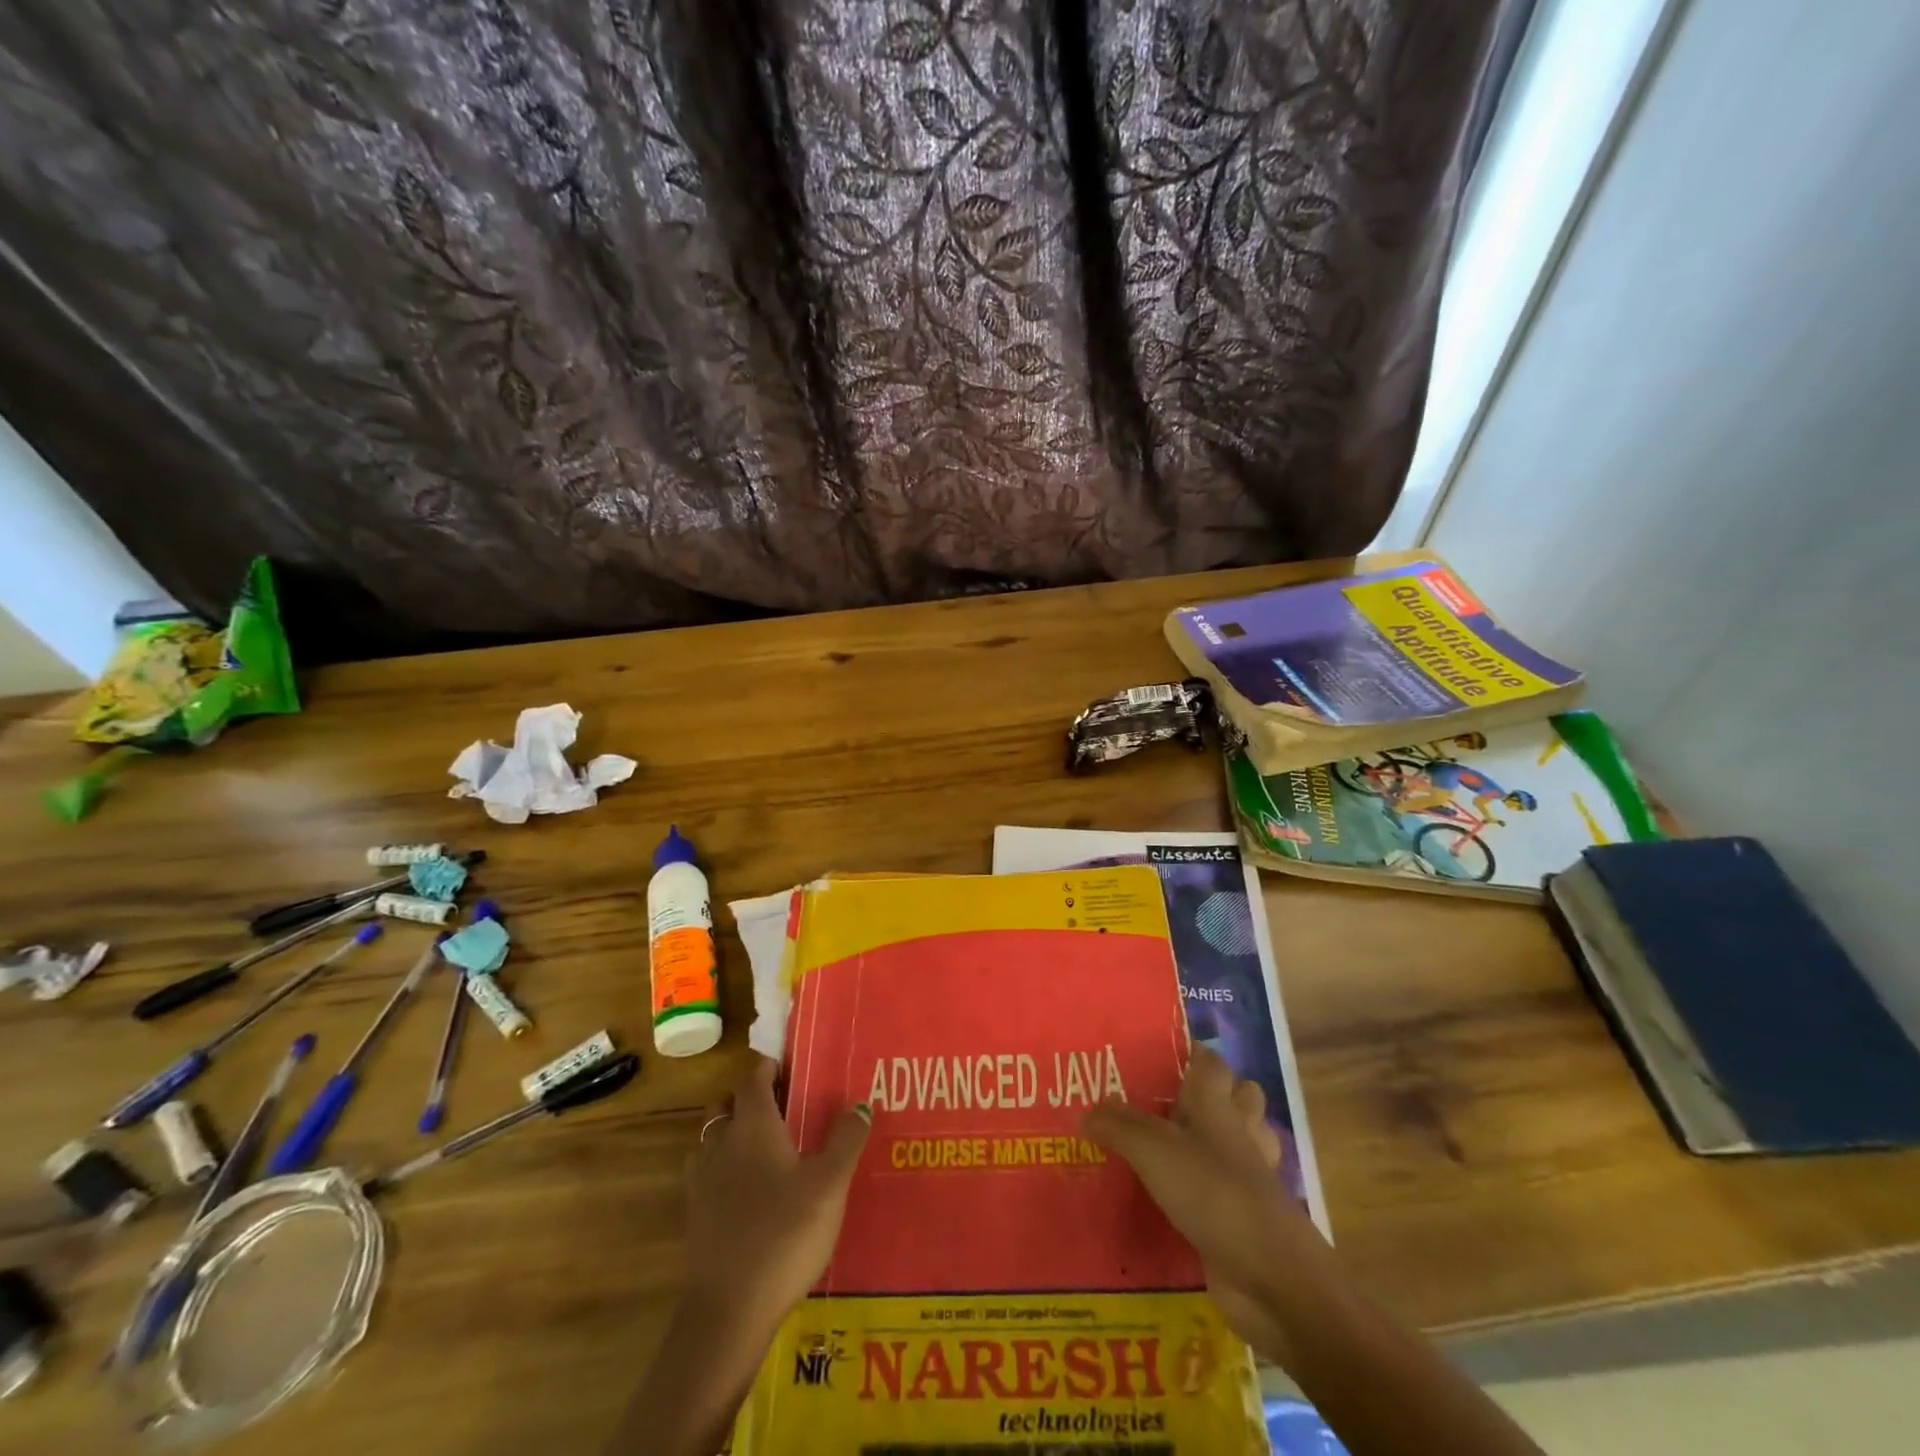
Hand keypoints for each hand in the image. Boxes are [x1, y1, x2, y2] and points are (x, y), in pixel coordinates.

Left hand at [682, 1056, 869, 1335]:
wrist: (727, 1313)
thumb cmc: (784, 1234)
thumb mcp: (830, 1185)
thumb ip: (846, 1139)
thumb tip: (859, 1103)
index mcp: (751, 1125)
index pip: (752, 1077)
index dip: (770, 1067)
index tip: (793, 1068)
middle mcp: (720, 1143)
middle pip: (727, 1104)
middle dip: (751, 1099)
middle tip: (787, 1109)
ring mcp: (701, 1182)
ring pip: (714, 1139)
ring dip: (735, 1134)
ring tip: (771, 1149)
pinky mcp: (695, 1217)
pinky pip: (709, 1174)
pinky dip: (726, 1169)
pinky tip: (753, 1193)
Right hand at [1083, 1046, 1320, 1358]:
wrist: (1270, 1276)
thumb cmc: (1213, 1193)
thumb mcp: (1152, 1151)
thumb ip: (1117, 1126)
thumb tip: (1086, 1111)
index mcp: (1218, 1103)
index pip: (1209, 1060)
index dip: (1186, 1051)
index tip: (1152, 1055)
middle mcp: (1238, 1131)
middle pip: (1233, 1096)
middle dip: (1204, 1096)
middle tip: (1155, 1102)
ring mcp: (1247, 1176)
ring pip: (1235, 1142)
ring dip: (1209, 1141)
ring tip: (1162, 1146)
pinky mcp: (1245, 1216)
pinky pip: (1224, 1190)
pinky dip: (1204, 1190)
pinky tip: (1171, 1197)